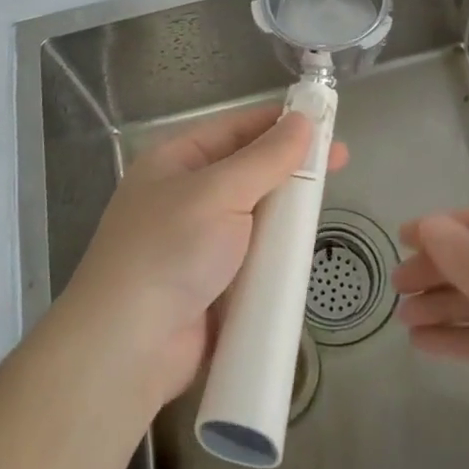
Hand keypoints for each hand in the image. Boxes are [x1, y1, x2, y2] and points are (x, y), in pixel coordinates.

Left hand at [64, 105, 347, 409]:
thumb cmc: (170, 251)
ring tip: (328, 206)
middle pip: (249, 171)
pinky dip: (277, 253)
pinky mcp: (213, 283)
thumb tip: (303, 120)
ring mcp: (198, 242)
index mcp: (176, 160)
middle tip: (340, 163)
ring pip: (255, 215)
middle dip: (291, 167)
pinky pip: (254, 256)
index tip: (327, 122)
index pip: (236, 128)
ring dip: (287, 212)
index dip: (280, 122)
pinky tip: (308, 250)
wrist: (128, 348)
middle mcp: (186, 195)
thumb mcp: (219, 192)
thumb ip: (266, 158)